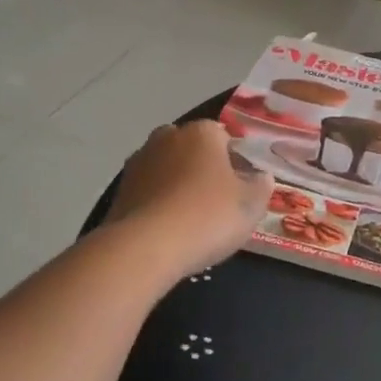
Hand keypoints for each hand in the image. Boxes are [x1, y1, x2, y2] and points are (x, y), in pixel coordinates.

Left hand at [105, 122, 273, 277]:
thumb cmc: (208, 216)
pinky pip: (149, 191)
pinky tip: (169, 228)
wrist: (146, 247)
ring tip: (191, 218)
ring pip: (168, 168)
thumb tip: (261, 177)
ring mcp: (139, 162)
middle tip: (218, 200)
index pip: (224, 137)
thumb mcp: (251, 204)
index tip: (242, 186)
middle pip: (192, 149)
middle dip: (204, 167)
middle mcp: (167, 137)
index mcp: (202, 132)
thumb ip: (261, 186)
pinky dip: (159, 203)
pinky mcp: (120, 189)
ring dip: (178, 184)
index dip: (236, 161)